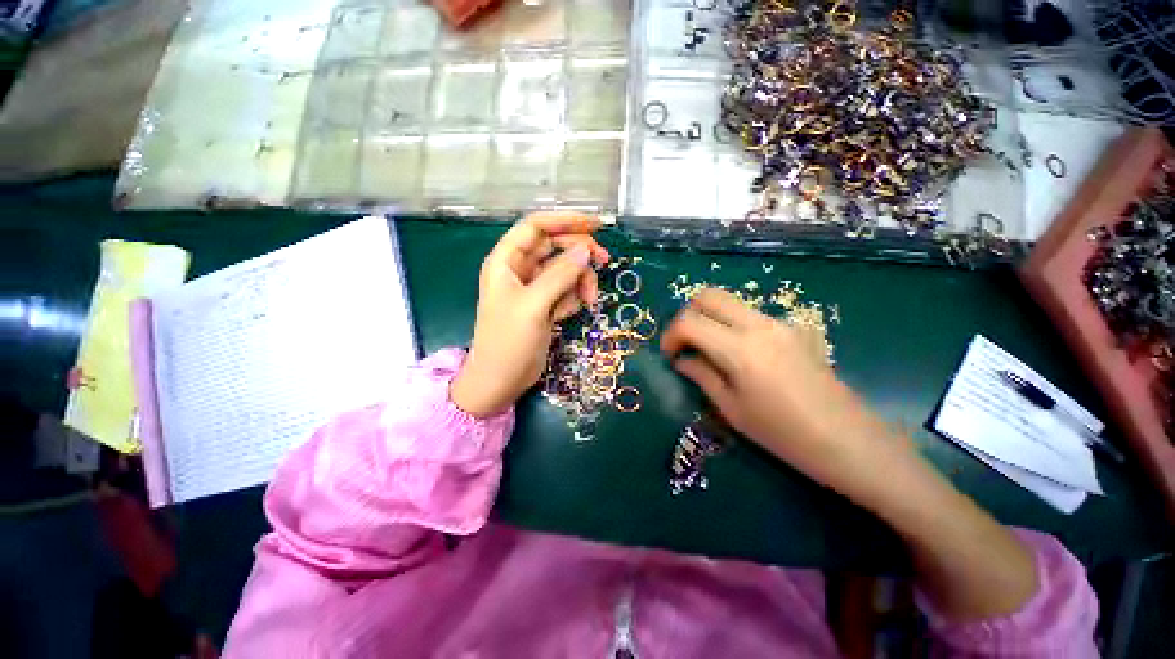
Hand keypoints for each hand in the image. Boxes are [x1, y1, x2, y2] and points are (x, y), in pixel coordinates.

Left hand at [450, 213, 608, 417]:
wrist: (501, 380)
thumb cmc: (508, 342)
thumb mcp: (534, 306)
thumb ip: (560, 275)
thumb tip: (585, 250)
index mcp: (507, 261)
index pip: (536, 227)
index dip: (565, 220)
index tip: (596, 224)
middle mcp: (520, 269)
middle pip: (556, 246)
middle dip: (580, 253)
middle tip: (604, 262)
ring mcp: (534, 288)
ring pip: (565, 269)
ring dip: (581, 280)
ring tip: (588, 301)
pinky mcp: (544, 304)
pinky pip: (566, 289)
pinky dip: (573, 297)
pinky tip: (567, 315)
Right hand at [661, 289, 1037, 620]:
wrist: (851, 442)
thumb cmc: (785, 435)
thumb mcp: (732, 409)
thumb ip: (702, 375)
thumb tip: (682, 360)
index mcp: (740, 349)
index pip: (690, 322)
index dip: (670, 335)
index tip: (669, 354)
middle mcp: (759, 325)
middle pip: (709, 296)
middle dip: (687, 314)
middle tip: (684, 342)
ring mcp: (780, 323)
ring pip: (730, 302)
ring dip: (710, 318)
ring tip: (707, 349)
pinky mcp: (793, 329)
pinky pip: (750, 315)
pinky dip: (731, 325)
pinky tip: (737, 354)